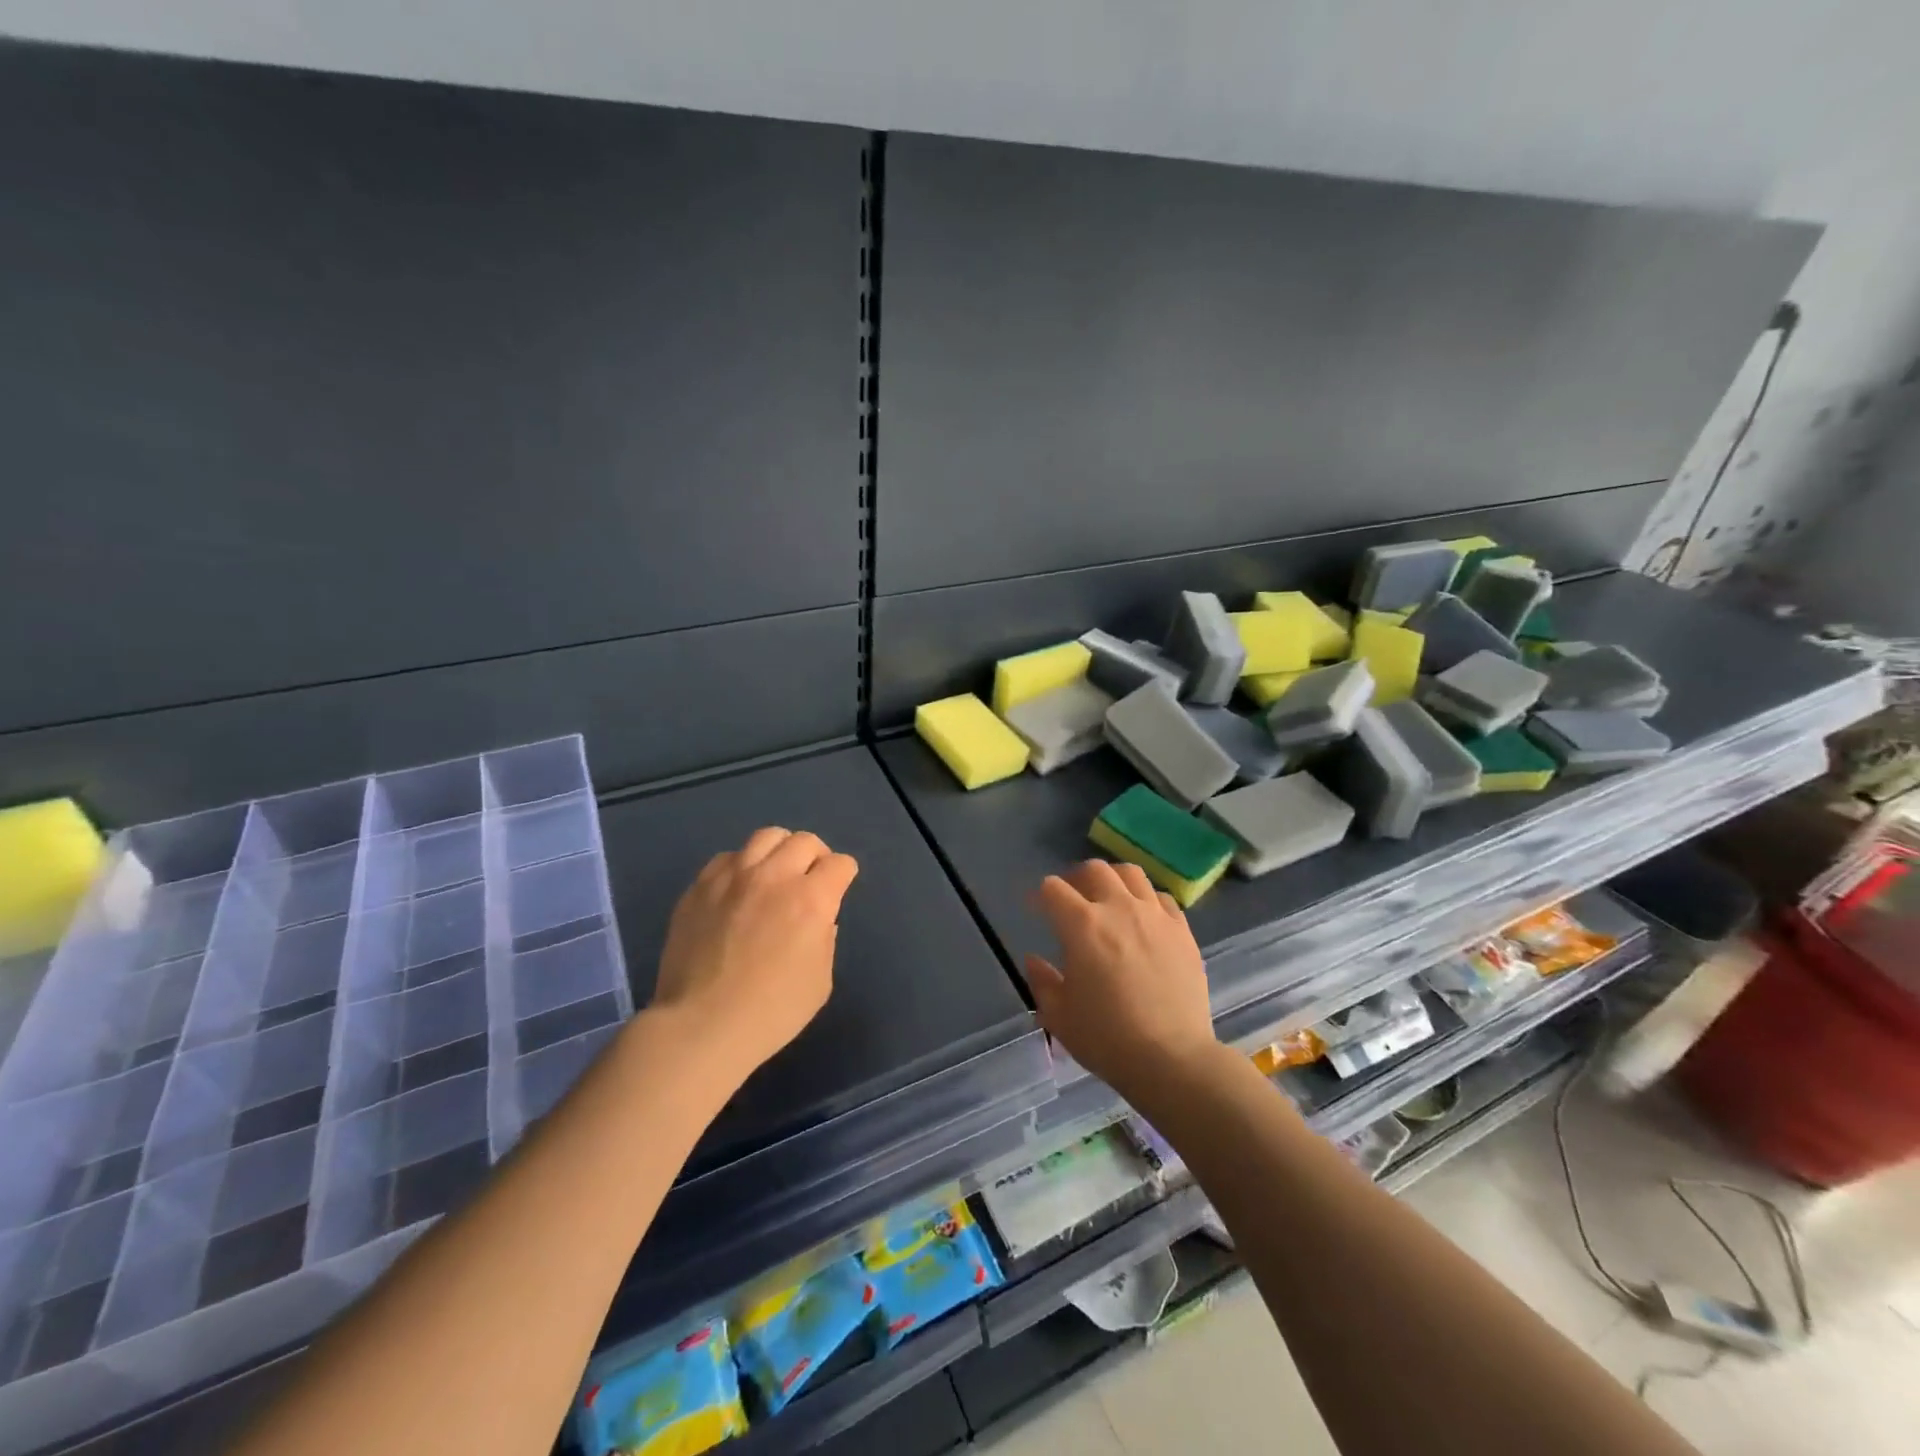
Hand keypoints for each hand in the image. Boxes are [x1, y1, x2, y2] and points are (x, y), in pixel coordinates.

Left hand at [650, 827, 858, 1084]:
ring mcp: (733, 877)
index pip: (840, 864)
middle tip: (810, 879)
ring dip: (780, 851)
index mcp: (811, 899)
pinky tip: (738, 889)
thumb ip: (824, 939)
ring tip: (775, 873)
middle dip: (816, 856)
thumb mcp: (820, 981)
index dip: (844, 875)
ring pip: (766, 837)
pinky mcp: (700, 886)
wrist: (701, 1026)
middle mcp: (774, 876)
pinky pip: (728, 857)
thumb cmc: (771, 1012)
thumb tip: (819, 919)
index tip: (839, 888)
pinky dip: (742, 866)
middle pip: (804, 841)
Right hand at [1025, 861, 1217, 1096]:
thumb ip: (1042, 981)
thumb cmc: (1107, 1039)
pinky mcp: (1182, 931)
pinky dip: (1147, 901)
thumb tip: (1034, 960)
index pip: (1053, 889)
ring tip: (1110, 899)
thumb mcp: (1059, 1016)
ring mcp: (1154, 916)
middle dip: (1077, 879)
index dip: (1040, 896)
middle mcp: (1118, 908)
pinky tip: (1144, 919)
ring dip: (1114, 880)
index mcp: (1081, 925)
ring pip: (1131, 874)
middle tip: (1073, 900)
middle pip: (1094, 870)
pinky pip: (1162, 898)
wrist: (1172, 1059)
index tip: (1037, 910)